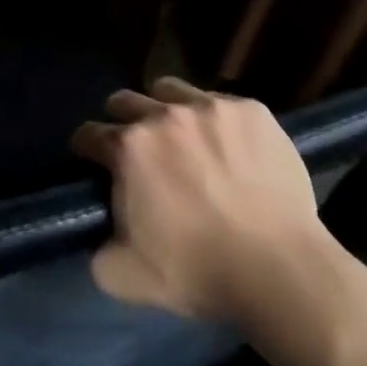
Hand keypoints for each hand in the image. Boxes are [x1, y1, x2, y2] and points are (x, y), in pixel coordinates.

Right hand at [72, 76, 326, 323]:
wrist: (279, 269)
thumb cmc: (196, 271)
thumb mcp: (121, 275)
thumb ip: (96, 246)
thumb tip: (98, 233)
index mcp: (128, 147)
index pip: (88, 134)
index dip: (87, 151)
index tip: (95, 165)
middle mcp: (164, 115)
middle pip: (125, 101)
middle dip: (122, 122)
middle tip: (138, 152)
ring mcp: (212, 108)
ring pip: (171, 90)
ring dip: (165, 109)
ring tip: (182, 139)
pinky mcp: (253, 111)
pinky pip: (220, 101)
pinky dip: (214, 120)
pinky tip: (227, 148)